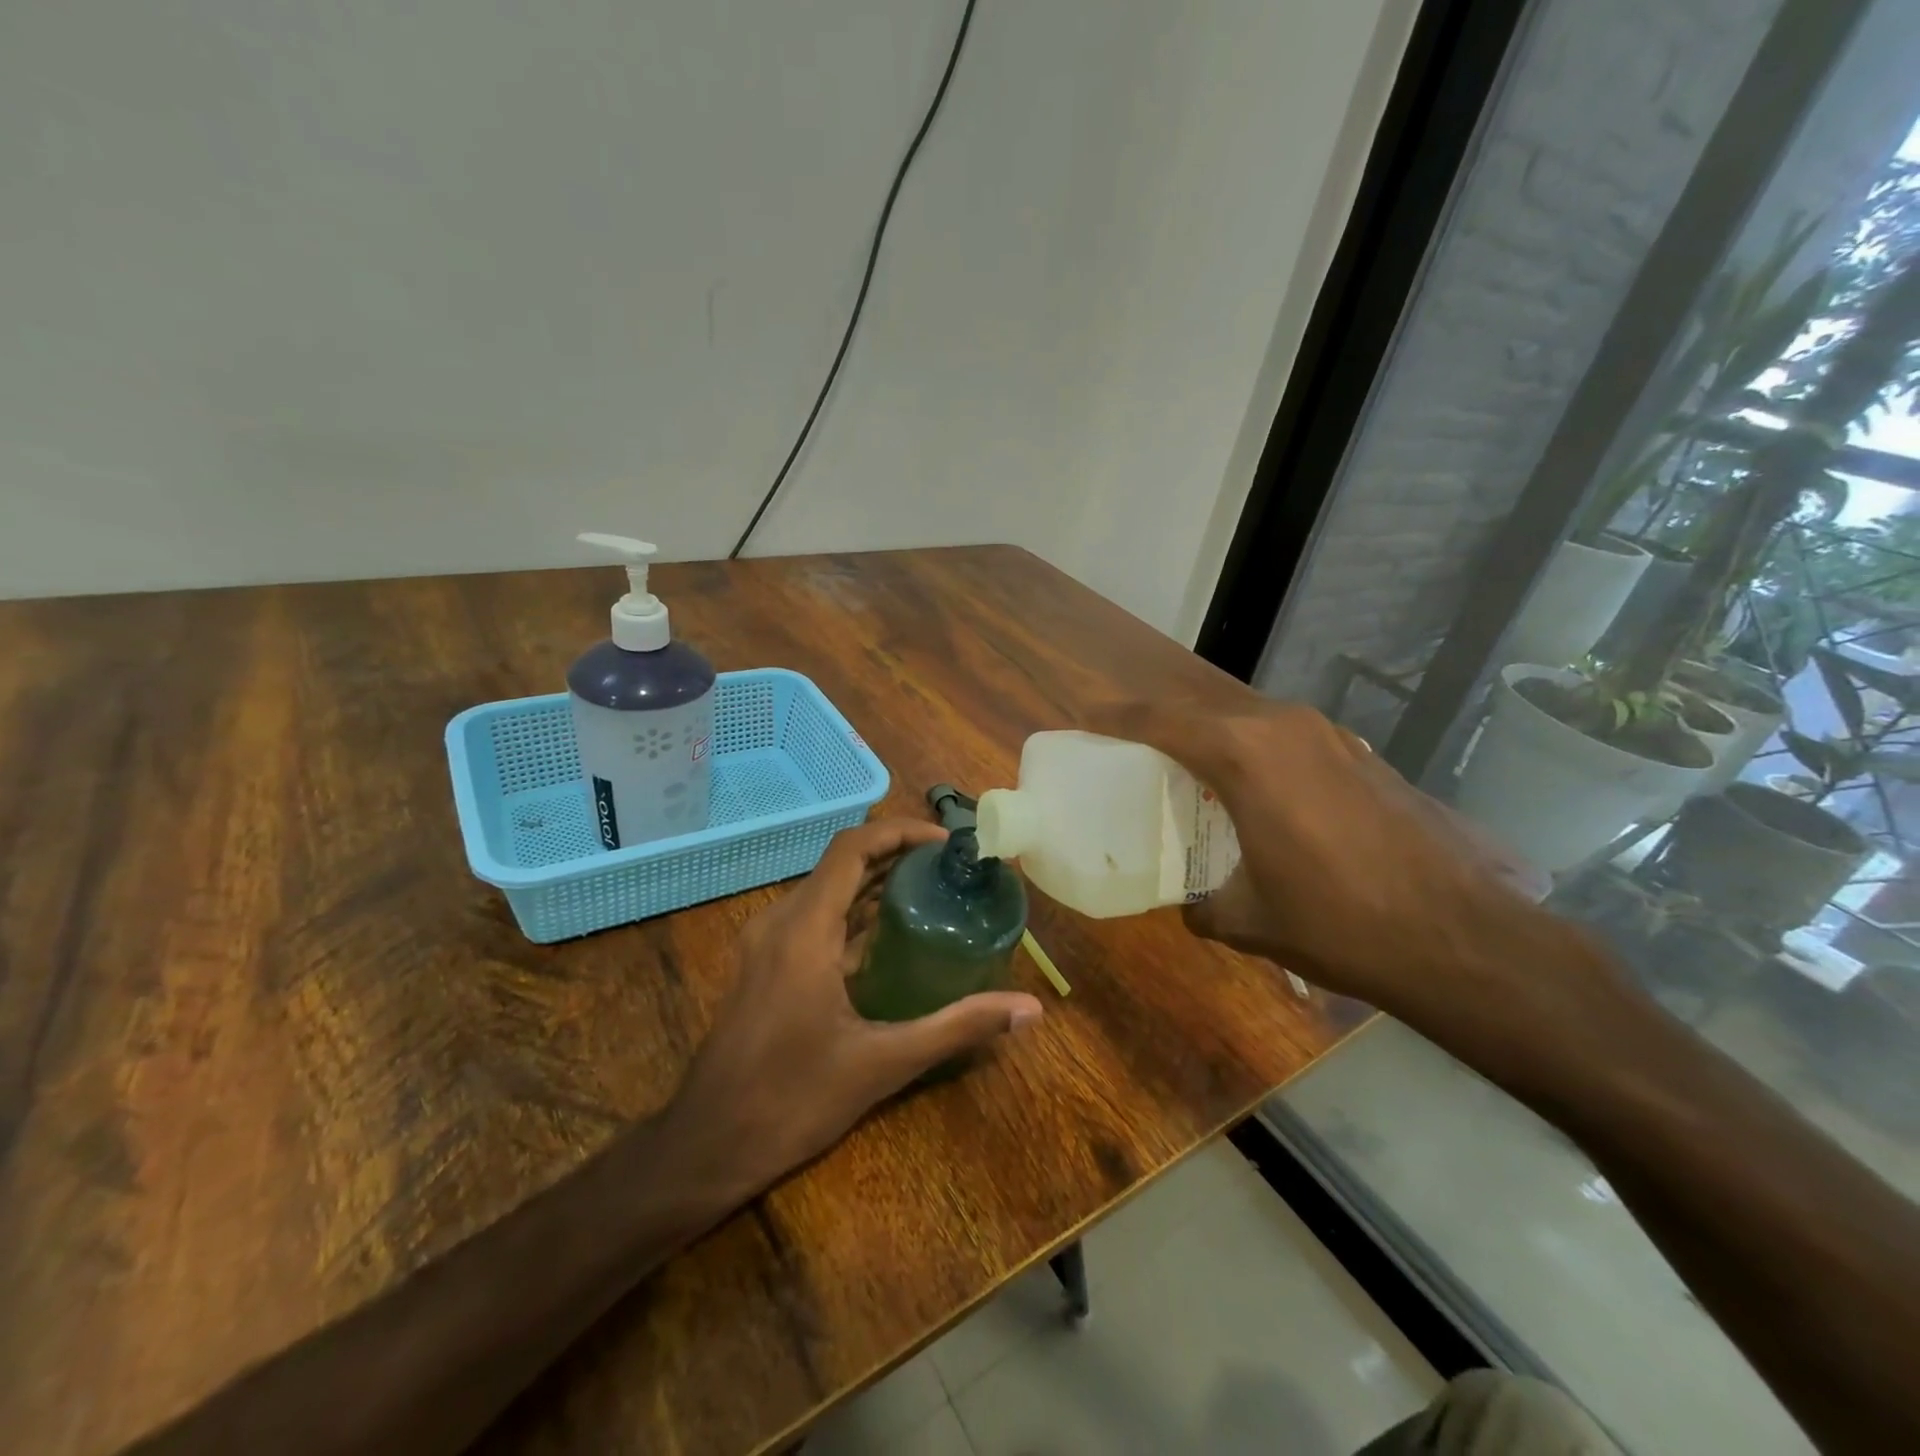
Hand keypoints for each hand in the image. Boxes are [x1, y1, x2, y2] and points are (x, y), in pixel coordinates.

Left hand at [668, 818, 1043, 1190]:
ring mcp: (766, 943)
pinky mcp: (763, 964)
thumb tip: (1030, 1010)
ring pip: (826, 890)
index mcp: (804, 929)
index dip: (900, 833)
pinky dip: (854, 913)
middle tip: (950, 869)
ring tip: (930, 892)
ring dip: (874, 883)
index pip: (852, 848)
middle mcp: (780, 922)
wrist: (706, 1146)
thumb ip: (957, 1027)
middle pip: (842, 864)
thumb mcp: (883, 1063)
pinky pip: (814, 918)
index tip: (946, 843)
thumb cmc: (792, 1100)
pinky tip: (889, 938)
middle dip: (896, 856)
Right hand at [1088, 700, 1605, 1047]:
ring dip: (1212, 740)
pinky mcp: (1361, 756)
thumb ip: (1201, 904)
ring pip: (1247, 722)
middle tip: (1130, 753)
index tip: (1085, 717)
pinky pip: (1287, 740)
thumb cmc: (1335, 922)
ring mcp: (1330, 736)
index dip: (1116, 717)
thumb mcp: (1247, 919)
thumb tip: (1189, 907)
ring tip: (1189, 774)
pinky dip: (1256, 755)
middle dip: (1161, 726)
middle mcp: (1284, 727)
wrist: (1460, 937)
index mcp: (1243, 754)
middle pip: (1202, 712)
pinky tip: (1259, 797)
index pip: (1160, 720)